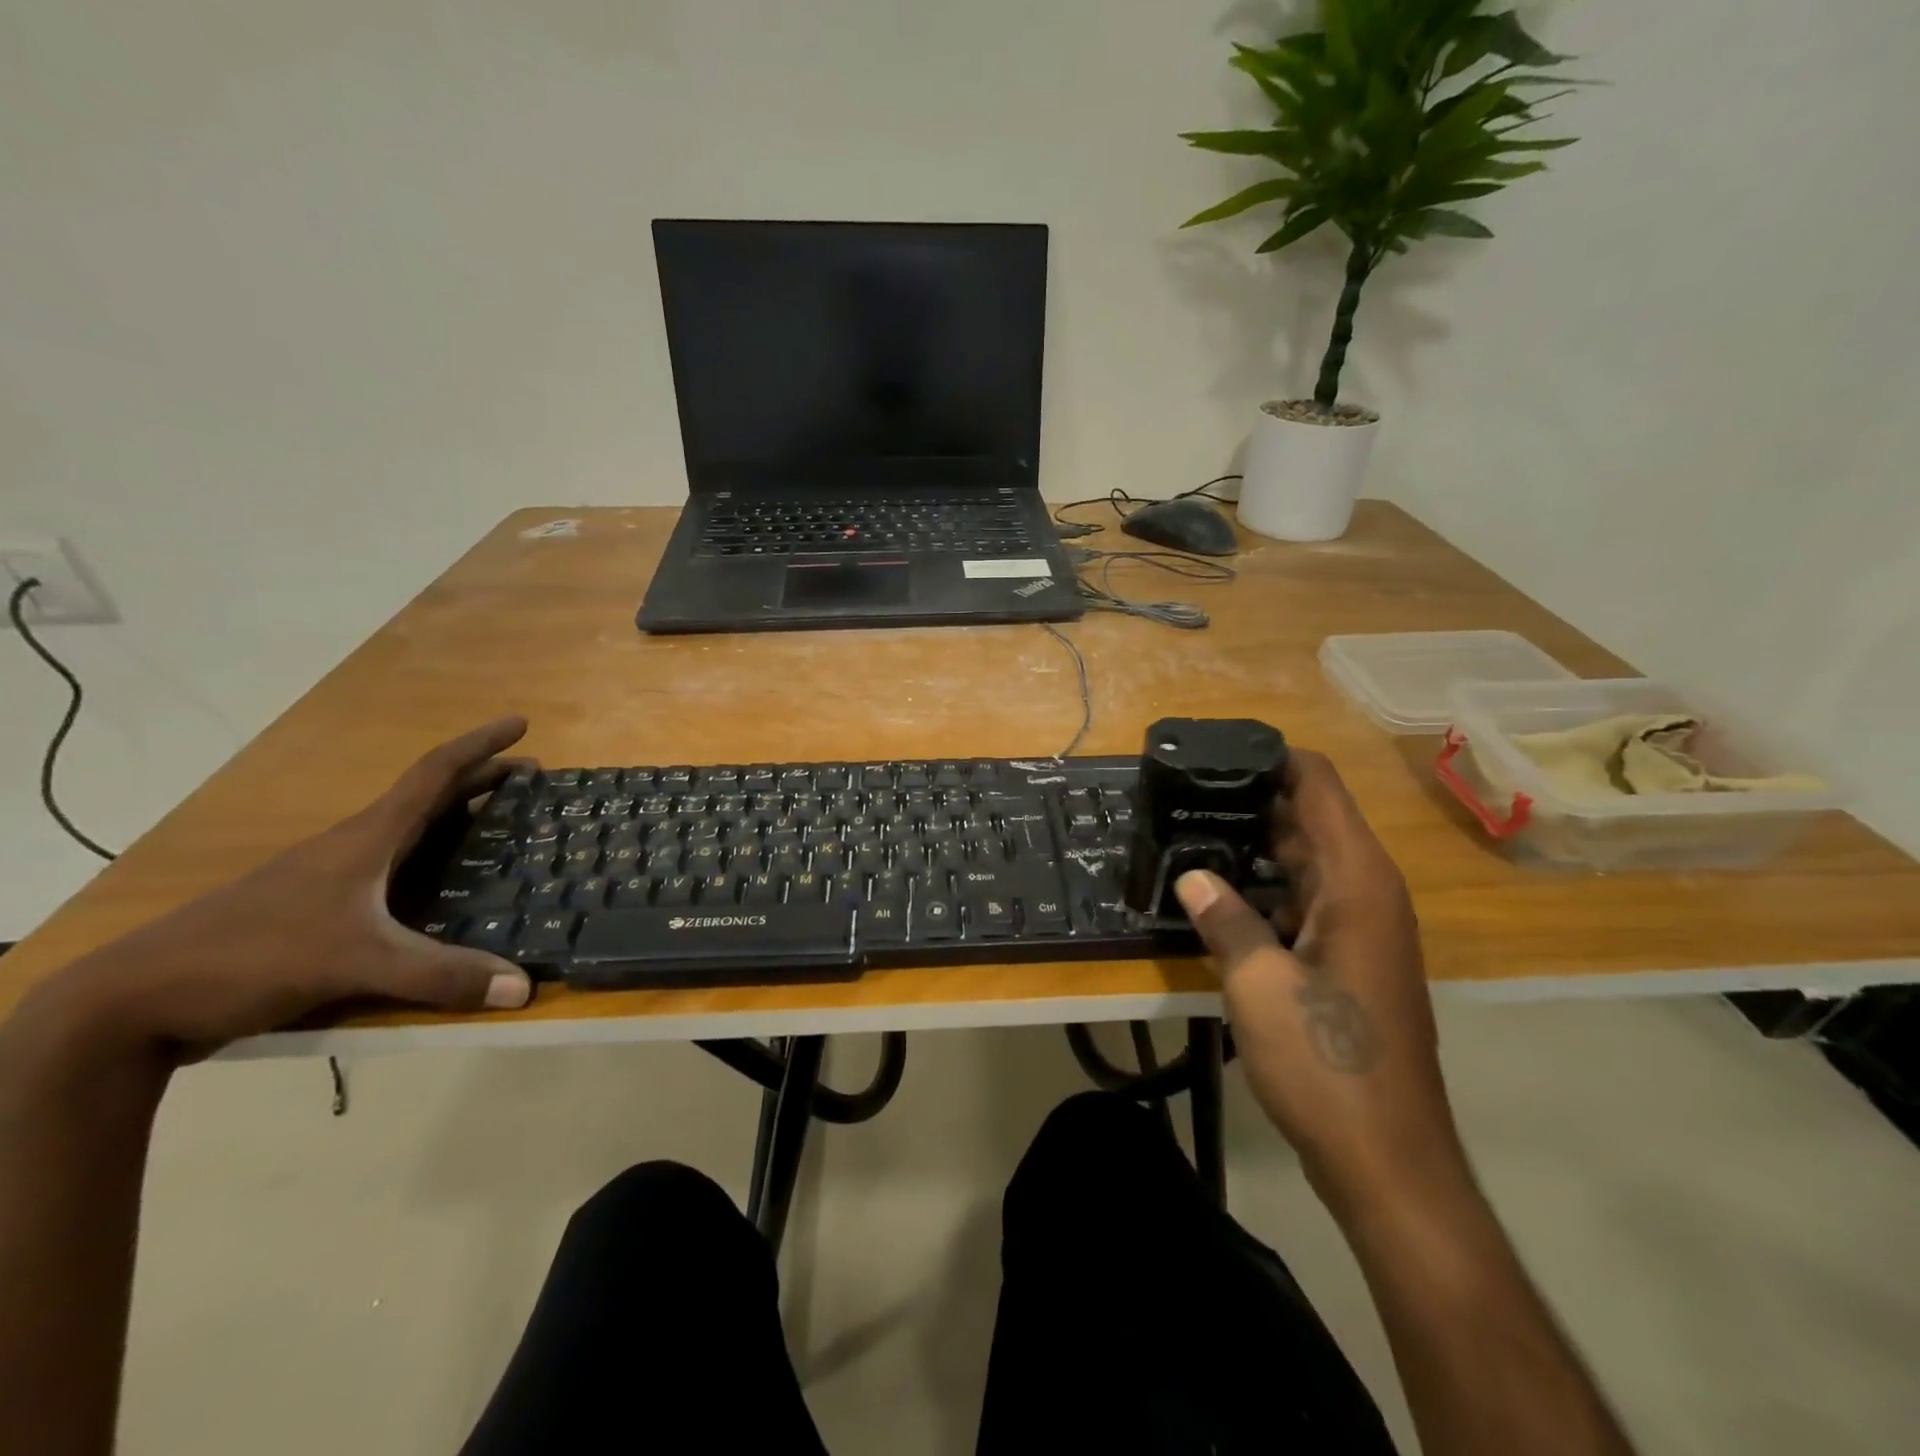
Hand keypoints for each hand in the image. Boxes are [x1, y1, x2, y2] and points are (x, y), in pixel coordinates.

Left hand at [37, 718, 535, 1061]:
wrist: (135, 1002)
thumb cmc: (250, 956)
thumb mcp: (354, 963)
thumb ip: (439, 974)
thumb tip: (525, 988)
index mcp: (367, 838)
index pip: (434, 774)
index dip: (480, 745)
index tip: (520, 723)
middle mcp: (355, 848)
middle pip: (430, 799)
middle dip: (484, 782)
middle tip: (534, 782)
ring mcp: (335, 880)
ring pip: (413, 835)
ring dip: (460, 822)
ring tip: (505, 830)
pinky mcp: (323, 912)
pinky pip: (398, 872)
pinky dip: (436, 863)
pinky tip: (450, 892)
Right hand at [1175, 749, 1466, 1212]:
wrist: (1387, 1160)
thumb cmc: (1327, 1065)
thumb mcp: (1259, 986)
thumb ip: (1224, 920)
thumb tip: (1191, 875)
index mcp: (1357, 883)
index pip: (1319, 787)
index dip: (1273, 758)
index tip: (1216, 750)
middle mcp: (1366, 893)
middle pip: (1309, 820)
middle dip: (1250, 801)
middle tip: (1182, 794)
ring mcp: (1360, 928)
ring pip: (1303, 863)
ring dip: (1252, 848)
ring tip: (1187, 834)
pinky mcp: (1347, 959)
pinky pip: (1303, 901)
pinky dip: (1264, 891)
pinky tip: (1215, 897)